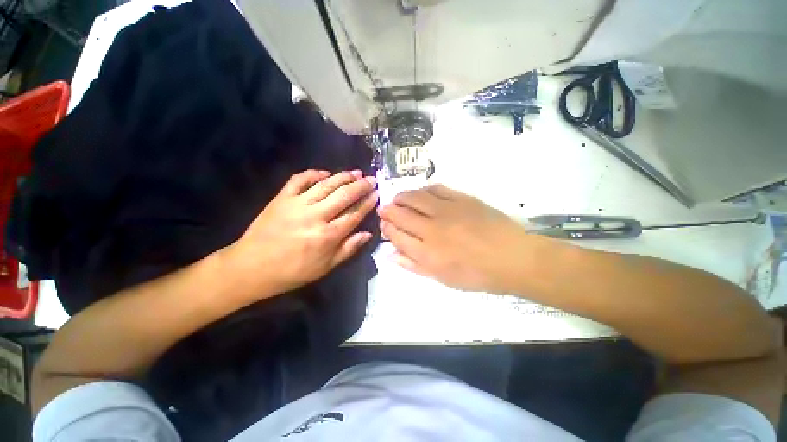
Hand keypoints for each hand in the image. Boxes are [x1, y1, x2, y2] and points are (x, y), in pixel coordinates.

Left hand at [225, 170, 377, 296]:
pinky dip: (314, 174)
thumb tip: (368, 233)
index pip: (354, 214)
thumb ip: (348, 249)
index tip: (376, 194)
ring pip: (326, 185)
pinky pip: (299, 180)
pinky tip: (325, 173)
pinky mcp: (281, 198)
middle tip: (371, 179)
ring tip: (356, 172)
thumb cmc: (292, 272)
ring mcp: (297, 204)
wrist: (251, 267)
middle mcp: (315, 216)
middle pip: (343, 196)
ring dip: (343, 177)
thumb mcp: (325, 267)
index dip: (367, 203)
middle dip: (360, 186)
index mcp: (327, 236)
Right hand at [378, 185, 546, 293]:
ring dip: (402, 197)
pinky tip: (421, 193)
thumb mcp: (442, 278)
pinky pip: (436, 189)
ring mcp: (446, 211)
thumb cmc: (476, 274)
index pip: (396, 235)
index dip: (387, 229)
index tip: (384, 225)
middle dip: (388, 211)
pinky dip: (424, 190)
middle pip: (401, 214)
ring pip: (415, 198)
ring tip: (398, 199)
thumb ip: (413, 265)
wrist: (512, 257)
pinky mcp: (461, 199)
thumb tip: (390, 254)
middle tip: (384, 209)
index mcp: (426, 253)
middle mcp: (431, 229)